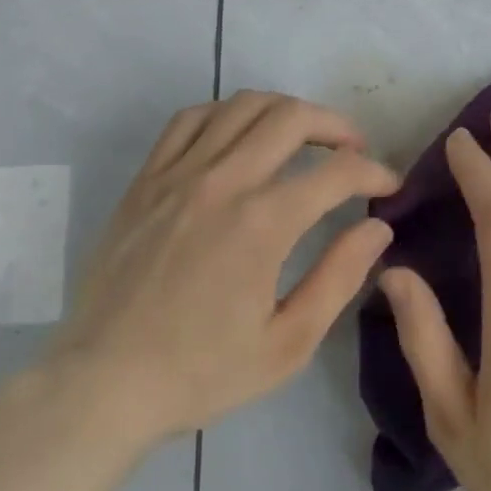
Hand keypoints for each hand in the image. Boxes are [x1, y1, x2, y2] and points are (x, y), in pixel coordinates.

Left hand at [44, 91, 399, 449]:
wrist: (102, 384)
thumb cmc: (200, 372)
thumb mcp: (287, 344)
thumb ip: (339, 277)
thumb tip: (378, 228)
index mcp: (263, 223)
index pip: (337, 172)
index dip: (373, 172)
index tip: (388, 186)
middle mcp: (224, 181)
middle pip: (292, 117)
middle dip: (336, 125)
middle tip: (353, 149)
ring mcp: (180, 173)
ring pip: (244, 105)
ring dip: (286, 110)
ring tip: (303, 134)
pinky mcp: (148, 177)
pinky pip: (192, 118)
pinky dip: (227, 113)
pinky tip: (239, 135)